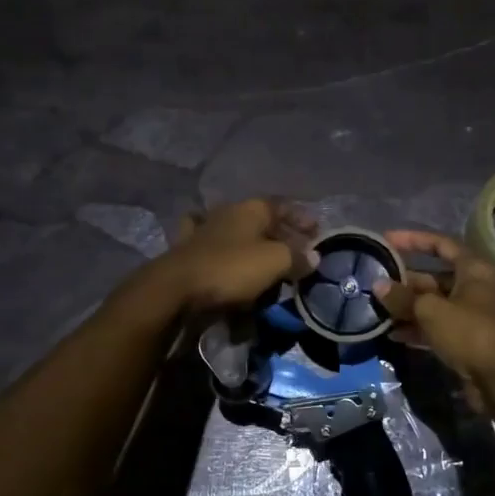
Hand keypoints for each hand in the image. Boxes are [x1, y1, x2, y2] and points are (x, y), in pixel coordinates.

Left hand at [151, 198, 316, 313]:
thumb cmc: (231, 269)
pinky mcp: (187, 254)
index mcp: (250, 208)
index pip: (283, 206)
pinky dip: (224, 258)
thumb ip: (297, 256)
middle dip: (281, 235)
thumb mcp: (275, 262)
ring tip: (267, 264)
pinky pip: (214, 252)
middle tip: (297, 254)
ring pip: (235, 233)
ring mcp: (203, 231)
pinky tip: (228, 265)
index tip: (318, 233)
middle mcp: (226, 213)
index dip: (302, 218)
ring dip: (252, 245)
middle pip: (261, 220)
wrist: (176, 290)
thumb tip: (314, 257)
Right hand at [375, 230, 494, 401]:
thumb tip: (379, 285)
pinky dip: (416, 329)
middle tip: (375, 285)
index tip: (386, 240)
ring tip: (378, 311)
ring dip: (407, 308)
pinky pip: (436, 328)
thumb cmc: (469, 332)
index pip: (441, 244)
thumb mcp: (431, 311)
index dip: (413, 240)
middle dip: (405, 282)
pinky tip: (393, 334)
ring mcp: (470, 316)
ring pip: (433, 305)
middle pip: (434, 278)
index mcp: (473, 270)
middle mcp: (473, 288)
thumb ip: (403, 297)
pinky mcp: (465, 340)